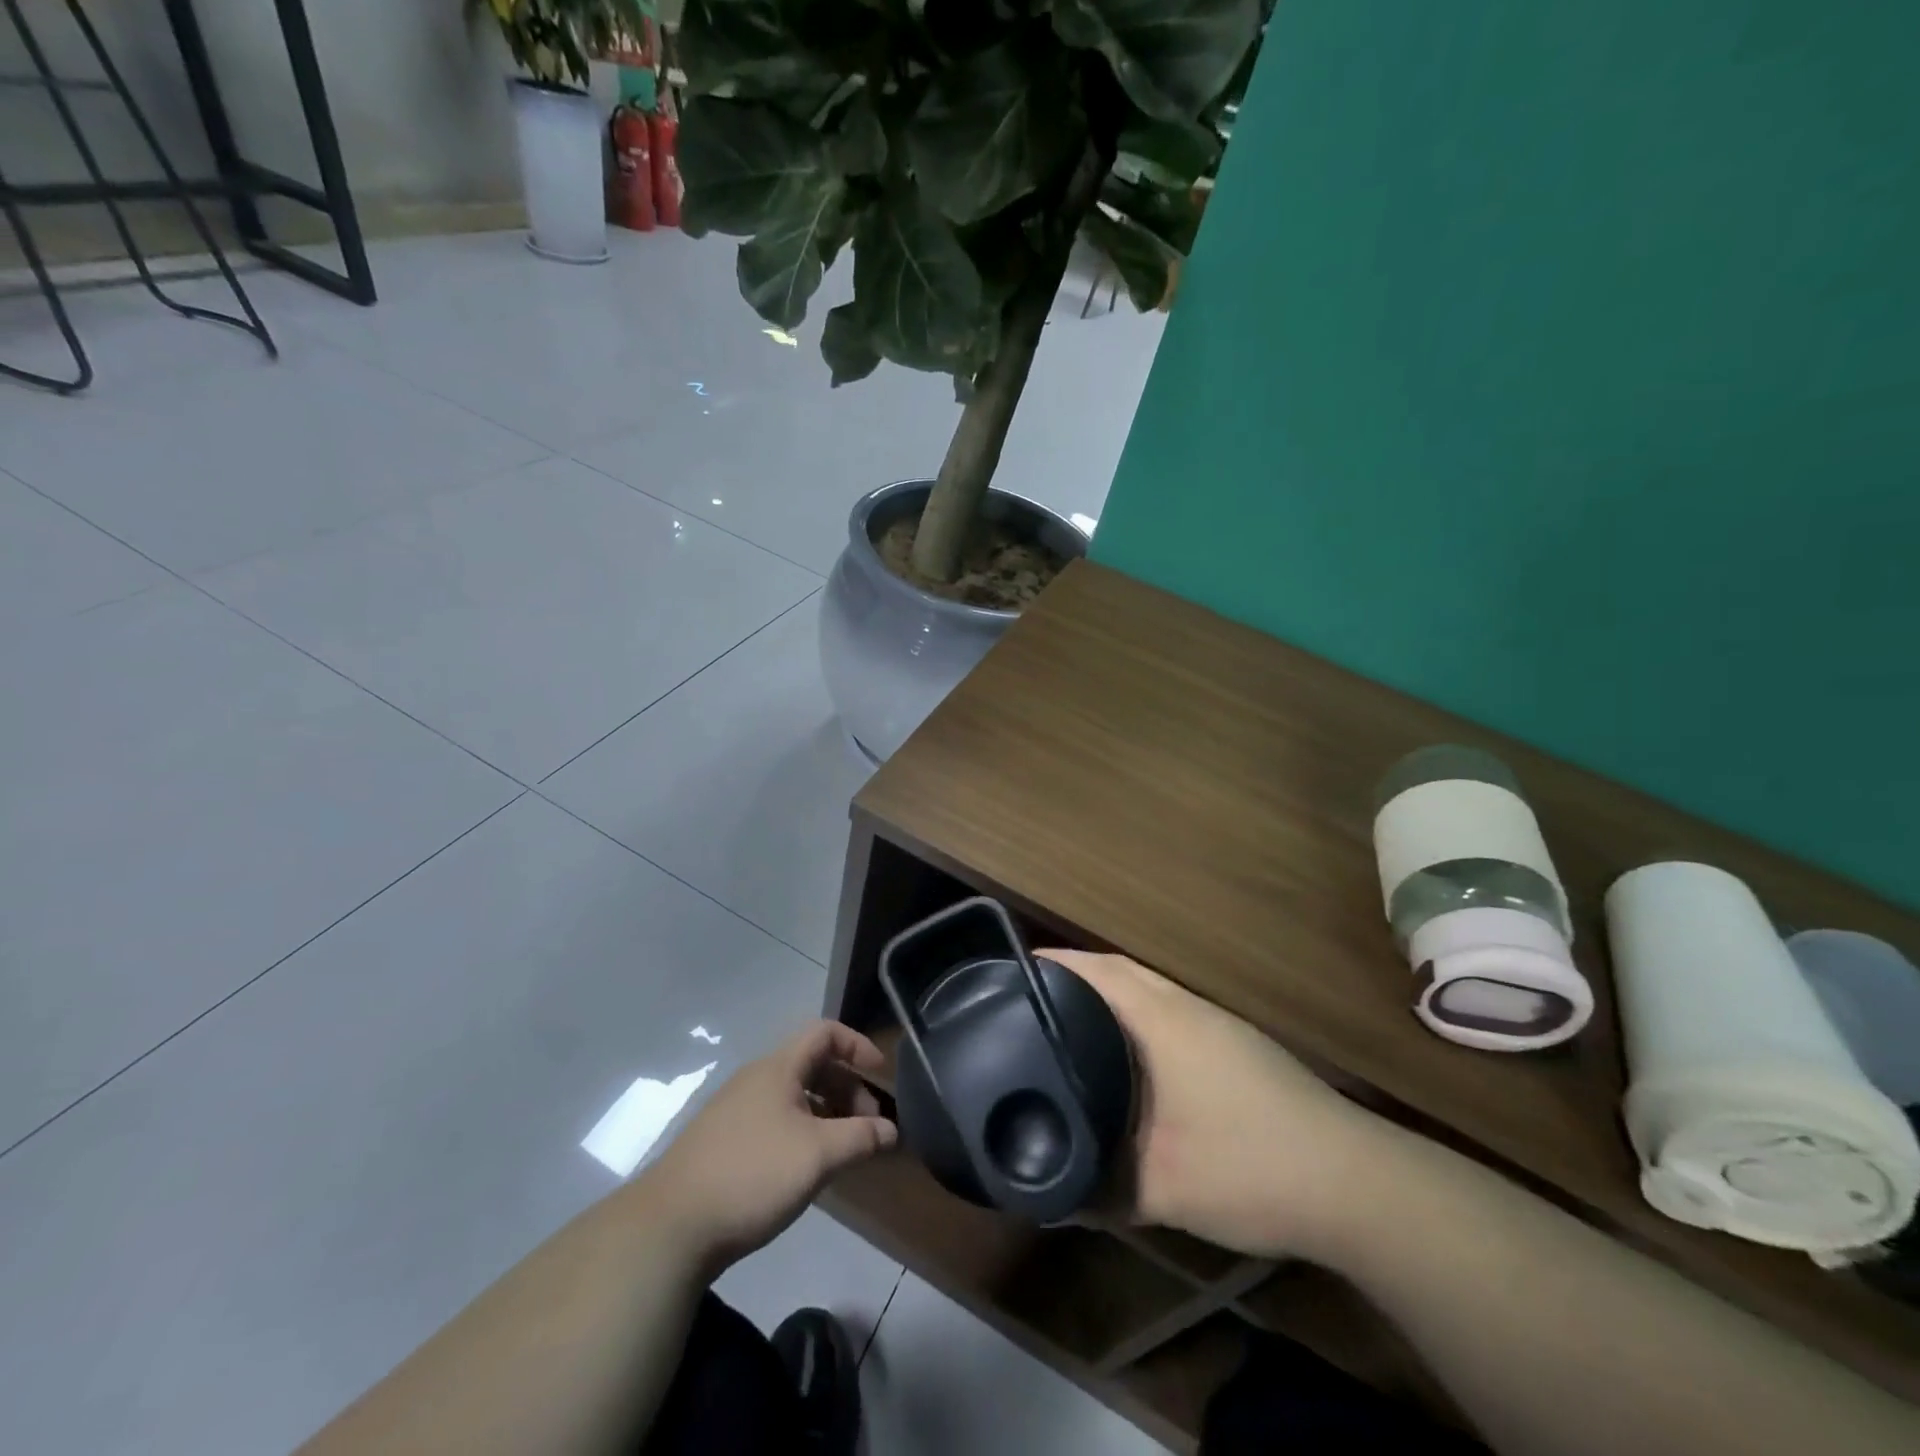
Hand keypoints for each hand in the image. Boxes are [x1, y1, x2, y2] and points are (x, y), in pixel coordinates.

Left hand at [638, 1022, 897, 1276]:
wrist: (670, 1227)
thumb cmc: (752, 1175)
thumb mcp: (817, 1155)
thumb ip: (860, 1138)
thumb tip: (892, 1131)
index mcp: (778, 1068)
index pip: (825, 1032)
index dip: (857, 1045)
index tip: (880, 1075)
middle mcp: (756, 1079)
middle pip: (812, 1064)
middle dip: (847, 1087)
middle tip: (867, 1126)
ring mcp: (736, 1110)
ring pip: (794, 1095)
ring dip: (826, 1112)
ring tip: (842, 1149)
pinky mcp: (723, 1142)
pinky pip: (776, 1119)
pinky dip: (803, 1130)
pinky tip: (806, 1167)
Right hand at [1044, 949, 1386, 1260]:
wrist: (1351, 1182)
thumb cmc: (1246, 1164)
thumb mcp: (1160, 1187)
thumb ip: (1100, 1188)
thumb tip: (1050, 1196)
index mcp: (1160, 1018)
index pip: (1093, 970)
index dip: (1048, 965)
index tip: (1005, 977)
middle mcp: (1184, 1005)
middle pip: (1117, 970)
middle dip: (1070, 976)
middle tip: (1023, 1001)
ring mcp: (1215, 1022)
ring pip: (1145, 989)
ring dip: (1104, 994)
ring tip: (1063, 1022)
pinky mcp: (1234, 1044)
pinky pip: (1166, 1009)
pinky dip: (1133, 1015)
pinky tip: (1124, 1054)